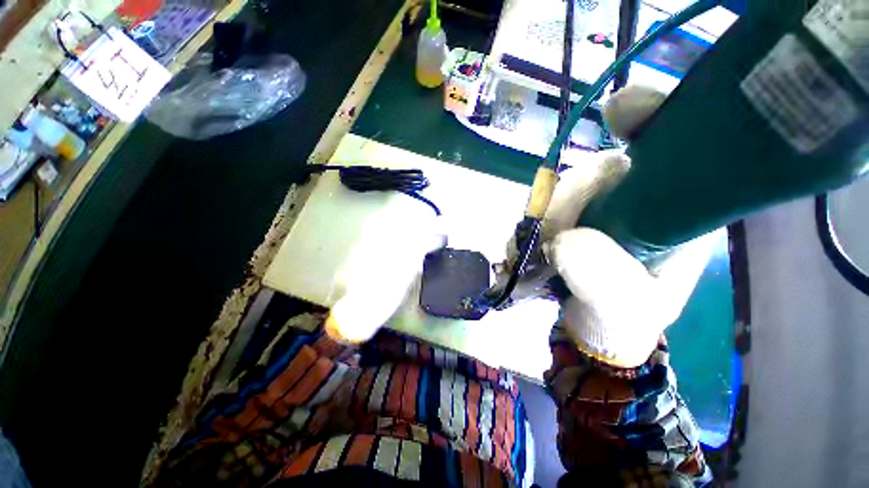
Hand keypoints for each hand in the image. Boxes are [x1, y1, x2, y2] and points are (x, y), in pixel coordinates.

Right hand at [543, 86, 714, 367]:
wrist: (593, 326)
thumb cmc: (623, 319)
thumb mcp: (624, 309)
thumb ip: (603, 279)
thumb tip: (565, 240)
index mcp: (672, 210)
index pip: (672, 147)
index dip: (650, 118)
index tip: (619, 110)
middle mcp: (635, 198)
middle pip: (599, 168)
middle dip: (567, 198)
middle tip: (549, 238)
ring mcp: (596, 204)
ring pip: (563, 185)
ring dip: (541, 215)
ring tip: (533, 250)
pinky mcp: (566, 214)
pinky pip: (542, 204)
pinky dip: (528, 222)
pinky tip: (524, 245)